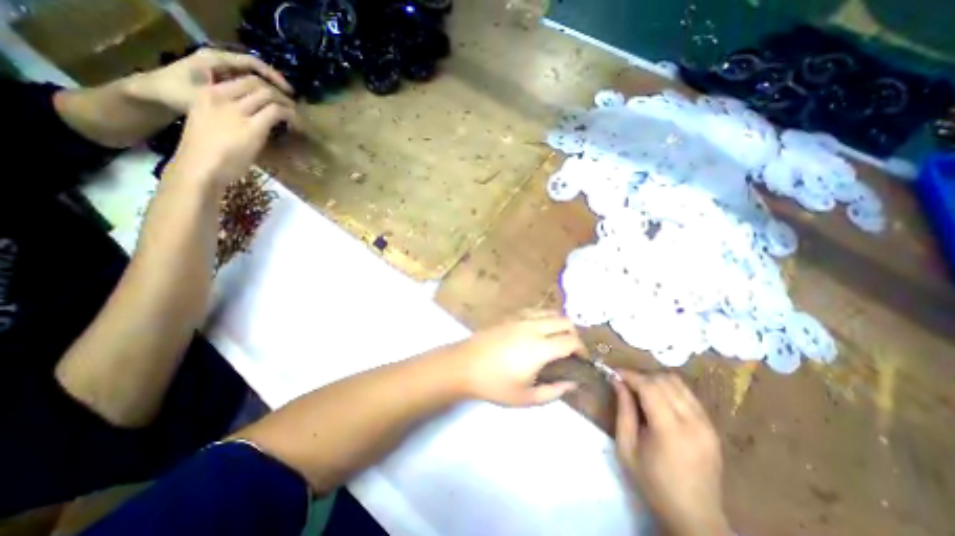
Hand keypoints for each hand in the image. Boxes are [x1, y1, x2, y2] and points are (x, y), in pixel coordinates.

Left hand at [129, 47, 292, 112]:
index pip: (253, 64)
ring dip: (269, 94)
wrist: (152, 95)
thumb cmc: (176, 94)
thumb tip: (268, 107)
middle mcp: (220, 64)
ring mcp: (221, 74)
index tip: (290, 94)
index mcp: (217, 60)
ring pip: (252, 82)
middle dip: (276, 88)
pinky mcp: (221, 85)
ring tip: (284, 109)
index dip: (275, 78)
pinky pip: (246, 90)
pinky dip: (259, 99)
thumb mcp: (207, 96)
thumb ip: (237, 98)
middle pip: (256, 73)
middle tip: (291, 104)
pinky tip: (267, 111)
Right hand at [163, 72, 295, 191]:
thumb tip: (254, 117)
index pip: (239, 79)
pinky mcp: (254, 127)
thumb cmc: (205, 153)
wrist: (200, 167)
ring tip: (297, 116)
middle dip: (278, 92)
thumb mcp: (211, 123)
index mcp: (206, 94)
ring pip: (268, 94)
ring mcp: (237, 111)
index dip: (262, 86)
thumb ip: (228, 115)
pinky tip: (297, 125)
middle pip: (256, 83)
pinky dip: (291, 116)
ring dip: (287, 103)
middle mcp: (221, 96)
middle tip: (290, 105)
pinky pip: (277, 112)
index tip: (275, 98)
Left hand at [446, 311, 581, 405]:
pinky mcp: (510, 316)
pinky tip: (539, 331)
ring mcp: (520, 318)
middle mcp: (533, 327)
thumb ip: (554, 392)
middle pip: (564, 321)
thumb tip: (572, 383)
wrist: (464, 365)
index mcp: (540, 347)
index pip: (571, 341)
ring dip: (560, 324)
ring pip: (550, 312)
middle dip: (574, 335)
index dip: (582, 350)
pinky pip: (535, 311)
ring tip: (557, 339)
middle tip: (572, 351)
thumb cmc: (494, 384)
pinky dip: (545, 318)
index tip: (583, 361)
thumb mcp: (526, 398)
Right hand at [611, 371, 731, 534]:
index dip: (630, 375)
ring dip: (655, 380)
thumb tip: (617, 382)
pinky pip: (688, 395)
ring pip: (678, 383)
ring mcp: (707, 424)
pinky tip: (658, 400)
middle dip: (641, 377)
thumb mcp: (627, 448)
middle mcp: (694, 422)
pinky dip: (670, 389)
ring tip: (640, 390)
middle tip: (624, 384)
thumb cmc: (653, 484)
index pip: (649, 387)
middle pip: (664, 381)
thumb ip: (623, 411)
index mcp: (671, 431)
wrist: (694, 518)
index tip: (614, 373)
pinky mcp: (713, 427)